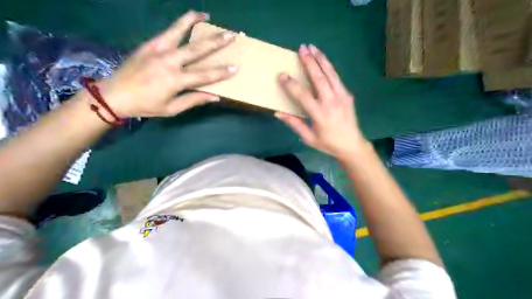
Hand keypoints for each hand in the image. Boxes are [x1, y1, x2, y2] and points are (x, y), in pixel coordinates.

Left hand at [95, 11, 238, 117]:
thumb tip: (215, 96)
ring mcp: (158, 50)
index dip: (221, 72)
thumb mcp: (172, 109)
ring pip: (179, 32)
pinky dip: (178, 24)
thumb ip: (194, 100)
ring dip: (194, 22)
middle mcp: (169, 61)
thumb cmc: (146, 105)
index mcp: (176, 80)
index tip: (235, 67)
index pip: (205, 75)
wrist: (114, 95)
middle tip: (231, 35)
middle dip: (216, 42)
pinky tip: (186, 20)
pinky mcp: (149, 44)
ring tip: (206, 15)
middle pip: (197, 49)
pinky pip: (167, 32)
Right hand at [276, 43, 368, 161]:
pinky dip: (329, 67)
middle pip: (319, 78)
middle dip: (309, 62)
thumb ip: (294, 124)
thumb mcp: (309, 138)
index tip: (282, 75)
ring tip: (313, 47)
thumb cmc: (328, 143)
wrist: (352, 144)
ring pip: (330, 74)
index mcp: (320, 115)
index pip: (303, 96)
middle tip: (301, 49)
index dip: (291, 85)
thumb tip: (278, 113)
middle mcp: (331, 102)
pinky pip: (336, 78)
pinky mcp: (348, 95)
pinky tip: (323, 60)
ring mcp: (342, 97)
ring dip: (321, 59)